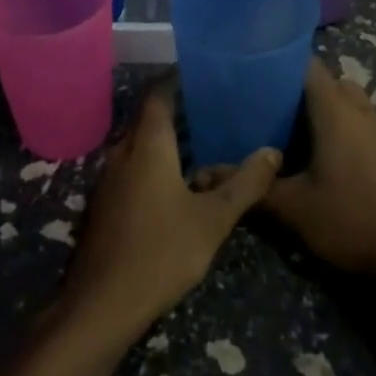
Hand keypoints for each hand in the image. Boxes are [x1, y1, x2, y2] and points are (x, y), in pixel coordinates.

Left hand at [59, 80, 280, 344]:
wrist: (102, 304)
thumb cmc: (161, 252)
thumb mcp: (213, 220)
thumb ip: (245, 184)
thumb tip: (273, 151)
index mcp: (148, 144)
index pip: (159, 92)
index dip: (178, 77)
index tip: (205, 70)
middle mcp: (123, 151)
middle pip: (149, 114)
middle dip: (178, 105)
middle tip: (215, 102)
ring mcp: (110, 177)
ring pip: (140, 141)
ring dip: (168, 134)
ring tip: (205, 136)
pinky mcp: (107, 201)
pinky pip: (133, 163)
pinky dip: (156, 157)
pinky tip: (181, 177)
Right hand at [263, 57, 375, 277]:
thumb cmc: (349, 220)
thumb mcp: (292, 207)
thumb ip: (251, 185)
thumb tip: (204, 174)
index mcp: (335, 109)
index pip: (308, 65)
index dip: (282, 64)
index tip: (257, 76)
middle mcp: (362, 108)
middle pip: (330, 81)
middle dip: (303, 89)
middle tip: (272, 109)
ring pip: (352, 100)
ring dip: (329, 107)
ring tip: (301, 131)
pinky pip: (367, 120)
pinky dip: (349, 126)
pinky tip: (333, 154)